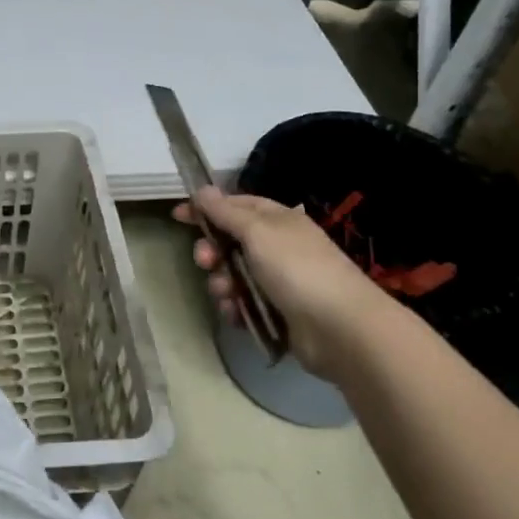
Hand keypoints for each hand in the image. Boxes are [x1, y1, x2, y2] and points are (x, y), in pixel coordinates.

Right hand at [174, 186, 381, 375]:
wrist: (341, 329)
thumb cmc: (297, 269)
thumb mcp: (257, 232)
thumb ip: (226, 212)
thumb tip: (202, 189)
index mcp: (278, 220)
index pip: (235, 205)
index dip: (206, 208)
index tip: (177, 216)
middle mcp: (278, 247)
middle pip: (231, 242)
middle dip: (212, 251)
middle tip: (205, 261)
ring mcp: (280, 281)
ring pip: (234, 275)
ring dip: (222, 284)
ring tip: (227, 295)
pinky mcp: (279, 312)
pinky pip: (245, 304)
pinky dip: (236, 308)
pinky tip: (236, 315)